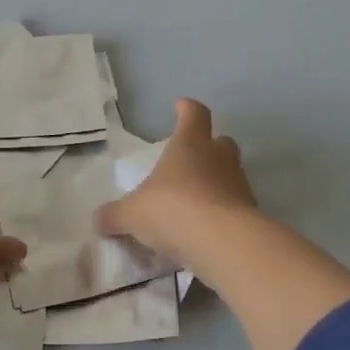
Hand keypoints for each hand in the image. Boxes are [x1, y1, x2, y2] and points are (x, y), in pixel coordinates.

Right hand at [94, 99, 257, 267]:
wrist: (222, 243)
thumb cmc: (172, 210)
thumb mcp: (131, 215)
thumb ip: (114, 215)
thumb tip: (98, 220)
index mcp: (189, 145)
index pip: (194, 114)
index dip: (187, 109)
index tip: (181, 106)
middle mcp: (219, 158)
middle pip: (220, 142)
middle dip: (208, 147)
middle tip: (190, 161)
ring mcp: (240, 185)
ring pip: (230, 175)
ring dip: (216, 183)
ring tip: (195, 202)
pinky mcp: (252, 214)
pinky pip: (235, 206)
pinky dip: (223, 212)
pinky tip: (206, 230)